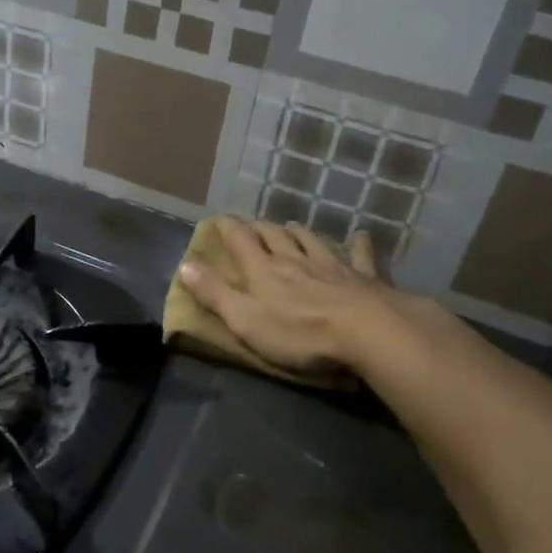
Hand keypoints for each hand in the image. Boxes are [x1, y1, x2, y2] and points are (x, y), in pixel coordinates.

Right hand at [178, 218, 446, 378]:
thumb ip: (214, 293)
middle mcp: (294, 258)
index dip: (228, 227)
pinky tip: (359, 237)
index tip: (220, 220)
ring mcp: (331, 264)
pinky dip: (356, 244)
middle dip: (261, 228)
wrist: (367, 332)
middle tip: (254, 226)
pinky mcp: (363, 276)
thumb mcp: (245, 320)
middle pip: (274, 235)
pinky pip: (359, 254)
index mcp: (263, 269)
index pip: (240, 239)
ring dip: (298, 232)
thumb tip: (184, 265)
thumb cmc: (299, 332)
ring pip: (311, 239)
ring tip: (291, 227)